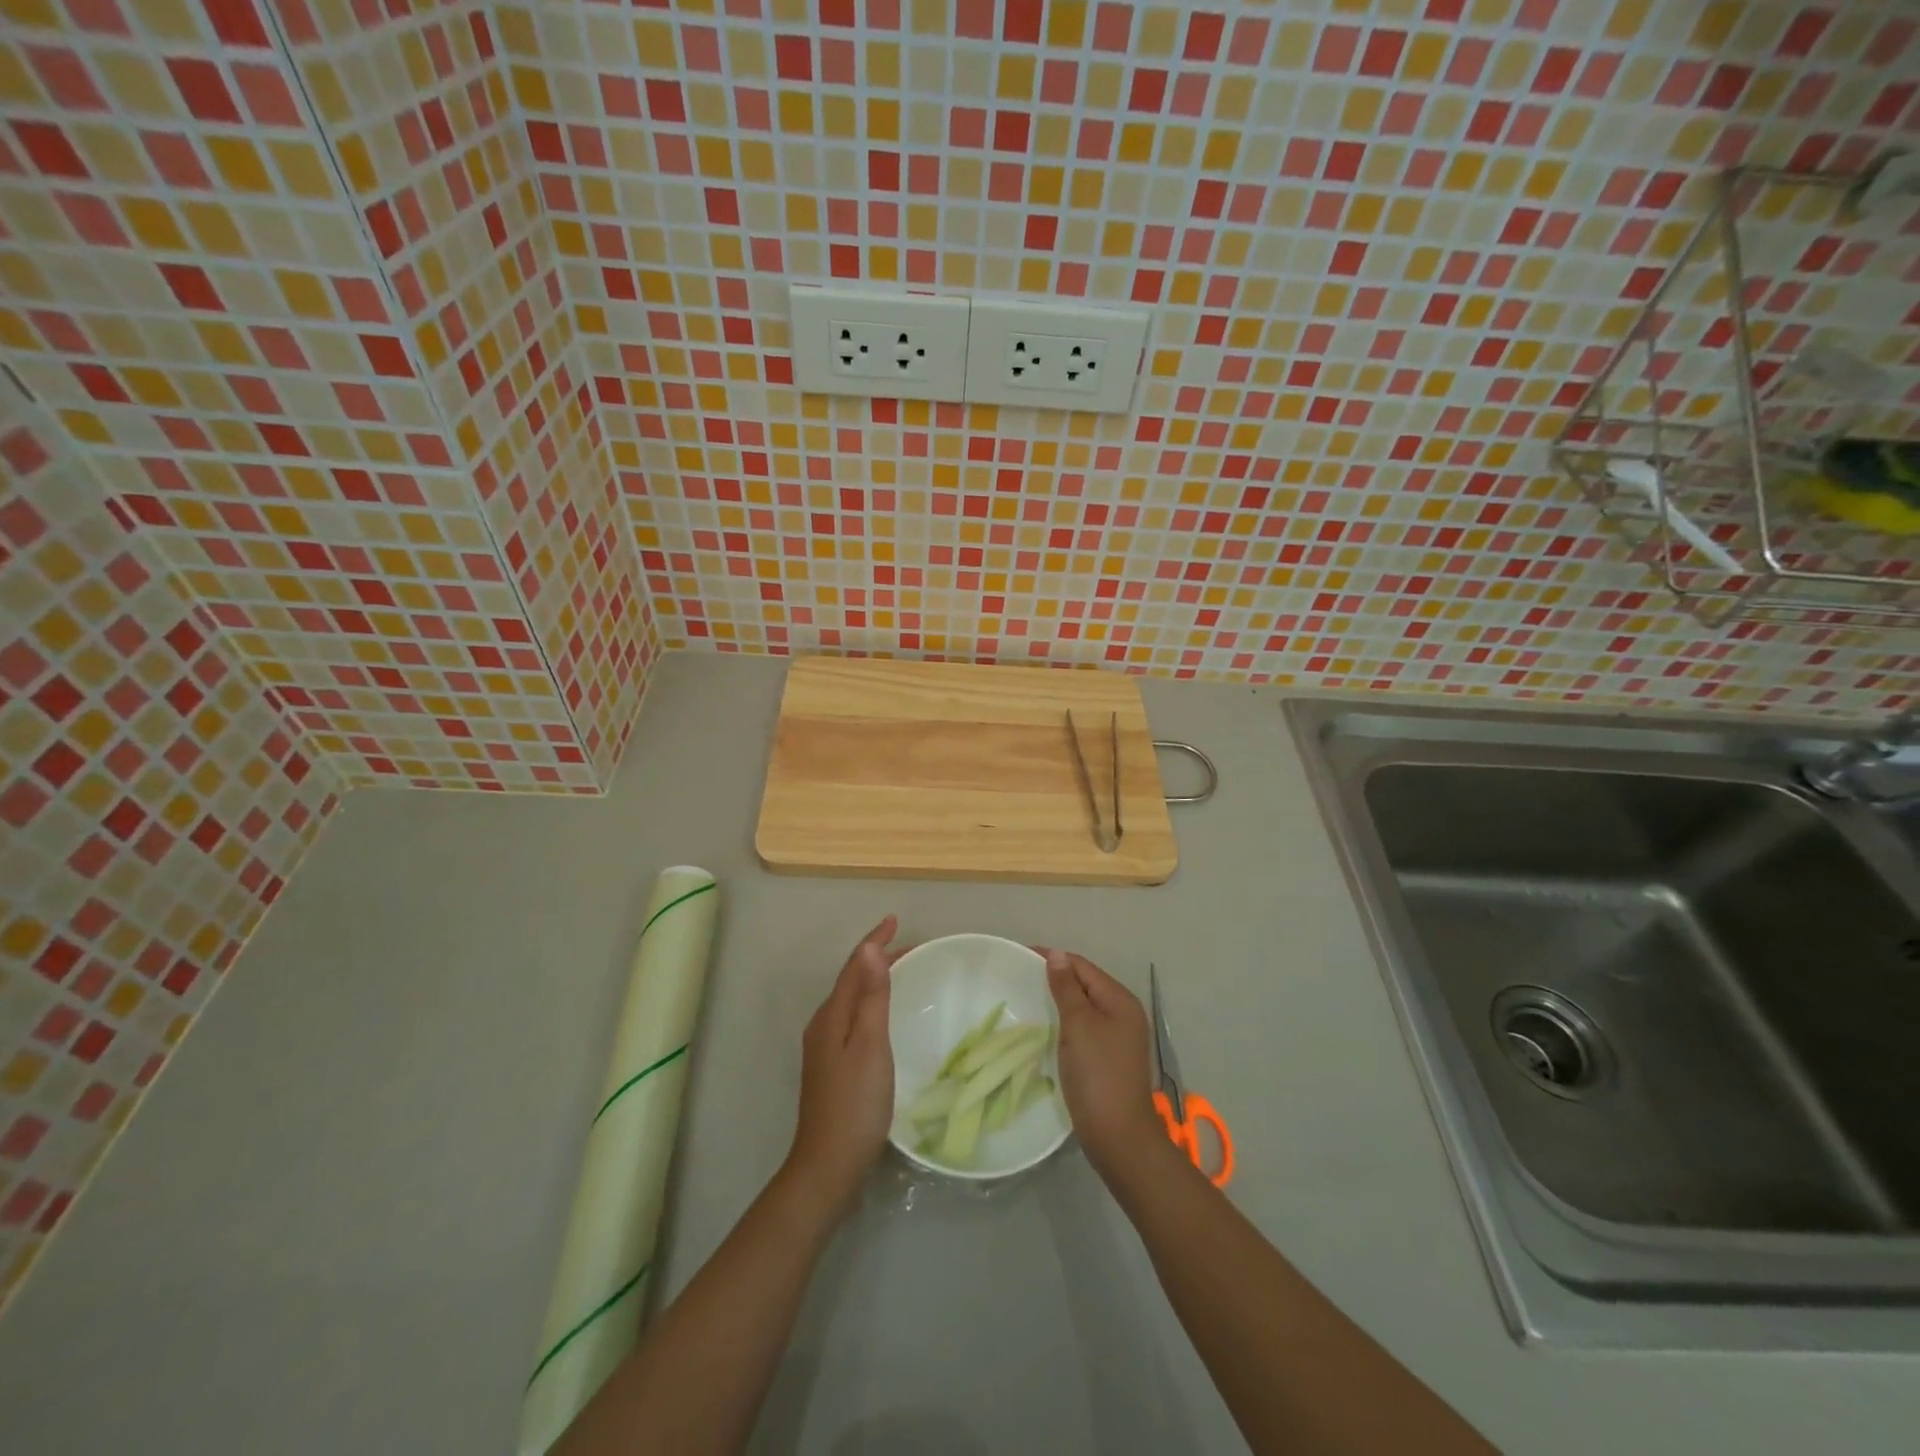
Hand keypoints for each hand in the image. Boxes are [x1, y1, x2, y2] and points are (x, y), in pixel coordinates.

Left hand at [785, 916, 904, 1215]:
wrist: (828, 1166)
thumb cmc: (856, 1103)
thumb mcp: (870, 1045)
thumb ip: (871, 997)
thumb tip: (869, 949)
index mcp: (832, 1016)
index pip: (854, 966)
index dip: (875, 941)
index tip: (895, 919)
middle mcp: (824, 1025)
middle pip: (851, 979)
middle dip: (877, 958)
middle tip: (911, 948)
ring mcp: (824, 1047)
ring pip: (851, 1000)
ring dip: (874, 980)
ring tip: (902, 972)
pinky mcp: (832, 1066)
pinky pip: (852, 1018)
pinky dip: (870, 1004)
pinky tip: (883, 1016)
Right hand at [1041, 949, 1166, 1178]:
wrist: (1118, 1136)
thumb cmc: (1097, 1074)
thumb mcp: (1078, 1025)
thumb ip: (1066, 988)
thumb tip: (1057, 955)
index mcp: (1120, 1000)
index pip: (1082, 966)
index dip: (1054, 958)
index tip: (1021, 955)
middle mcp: (1124, 1013)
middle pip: (1085, 984)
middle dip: (1056, 978)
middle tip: (1020, 977)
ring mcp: (1118, 1037)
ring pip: (1084, 1007)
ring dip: (1059, 1000)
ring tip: (1028, 998)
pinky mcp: (1109, 1058)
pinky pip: (1084, 1027)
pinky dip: (1066, 1021)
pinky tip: (1047, 1027)